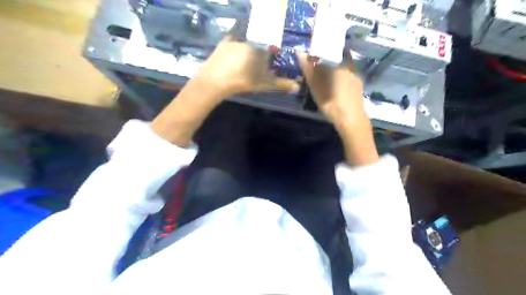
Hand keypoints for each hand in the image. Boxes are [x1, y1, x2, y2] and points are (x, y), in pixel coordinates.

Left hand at [196, 34, 296, 95]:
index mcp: (262, 50)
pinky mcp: (225, 42)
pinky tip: (234, 53)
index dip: (272, 56)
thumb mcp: (265, 84)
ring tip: (244, 62)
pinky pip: (233, 40)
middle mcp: (251, 41)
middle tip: (256, 65)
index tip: (270, 63)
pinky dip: (235, 45)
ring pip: (247, 43)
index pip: (271, 49)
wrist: (218, 81)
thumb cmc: (244, 82)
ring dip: (248, 50)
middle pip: (259, 45)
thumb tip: (298, 87)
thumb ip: (282, 84)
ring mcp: (237, 41)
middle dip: (260, 54)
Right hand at [295, 53, 377, 165]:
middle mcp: (349, 67)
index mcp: (338, 65)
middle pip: (335, 62)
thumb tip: (300, 54)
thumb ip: (309, 71)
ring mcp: (356, 76)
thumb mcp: (316, 88)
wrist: (351, 120)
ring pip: (342, 70)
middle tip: (317, 76)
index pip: (326, 54)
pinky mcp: (359, 86)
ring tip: (326, 84)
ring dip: (333, 74)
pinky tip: (336, 90)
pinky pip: (347, 78)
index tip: (312, 65)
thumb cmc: (331, 103)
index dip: (317, 59)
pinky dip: (340, 80)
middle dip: (325, 66)